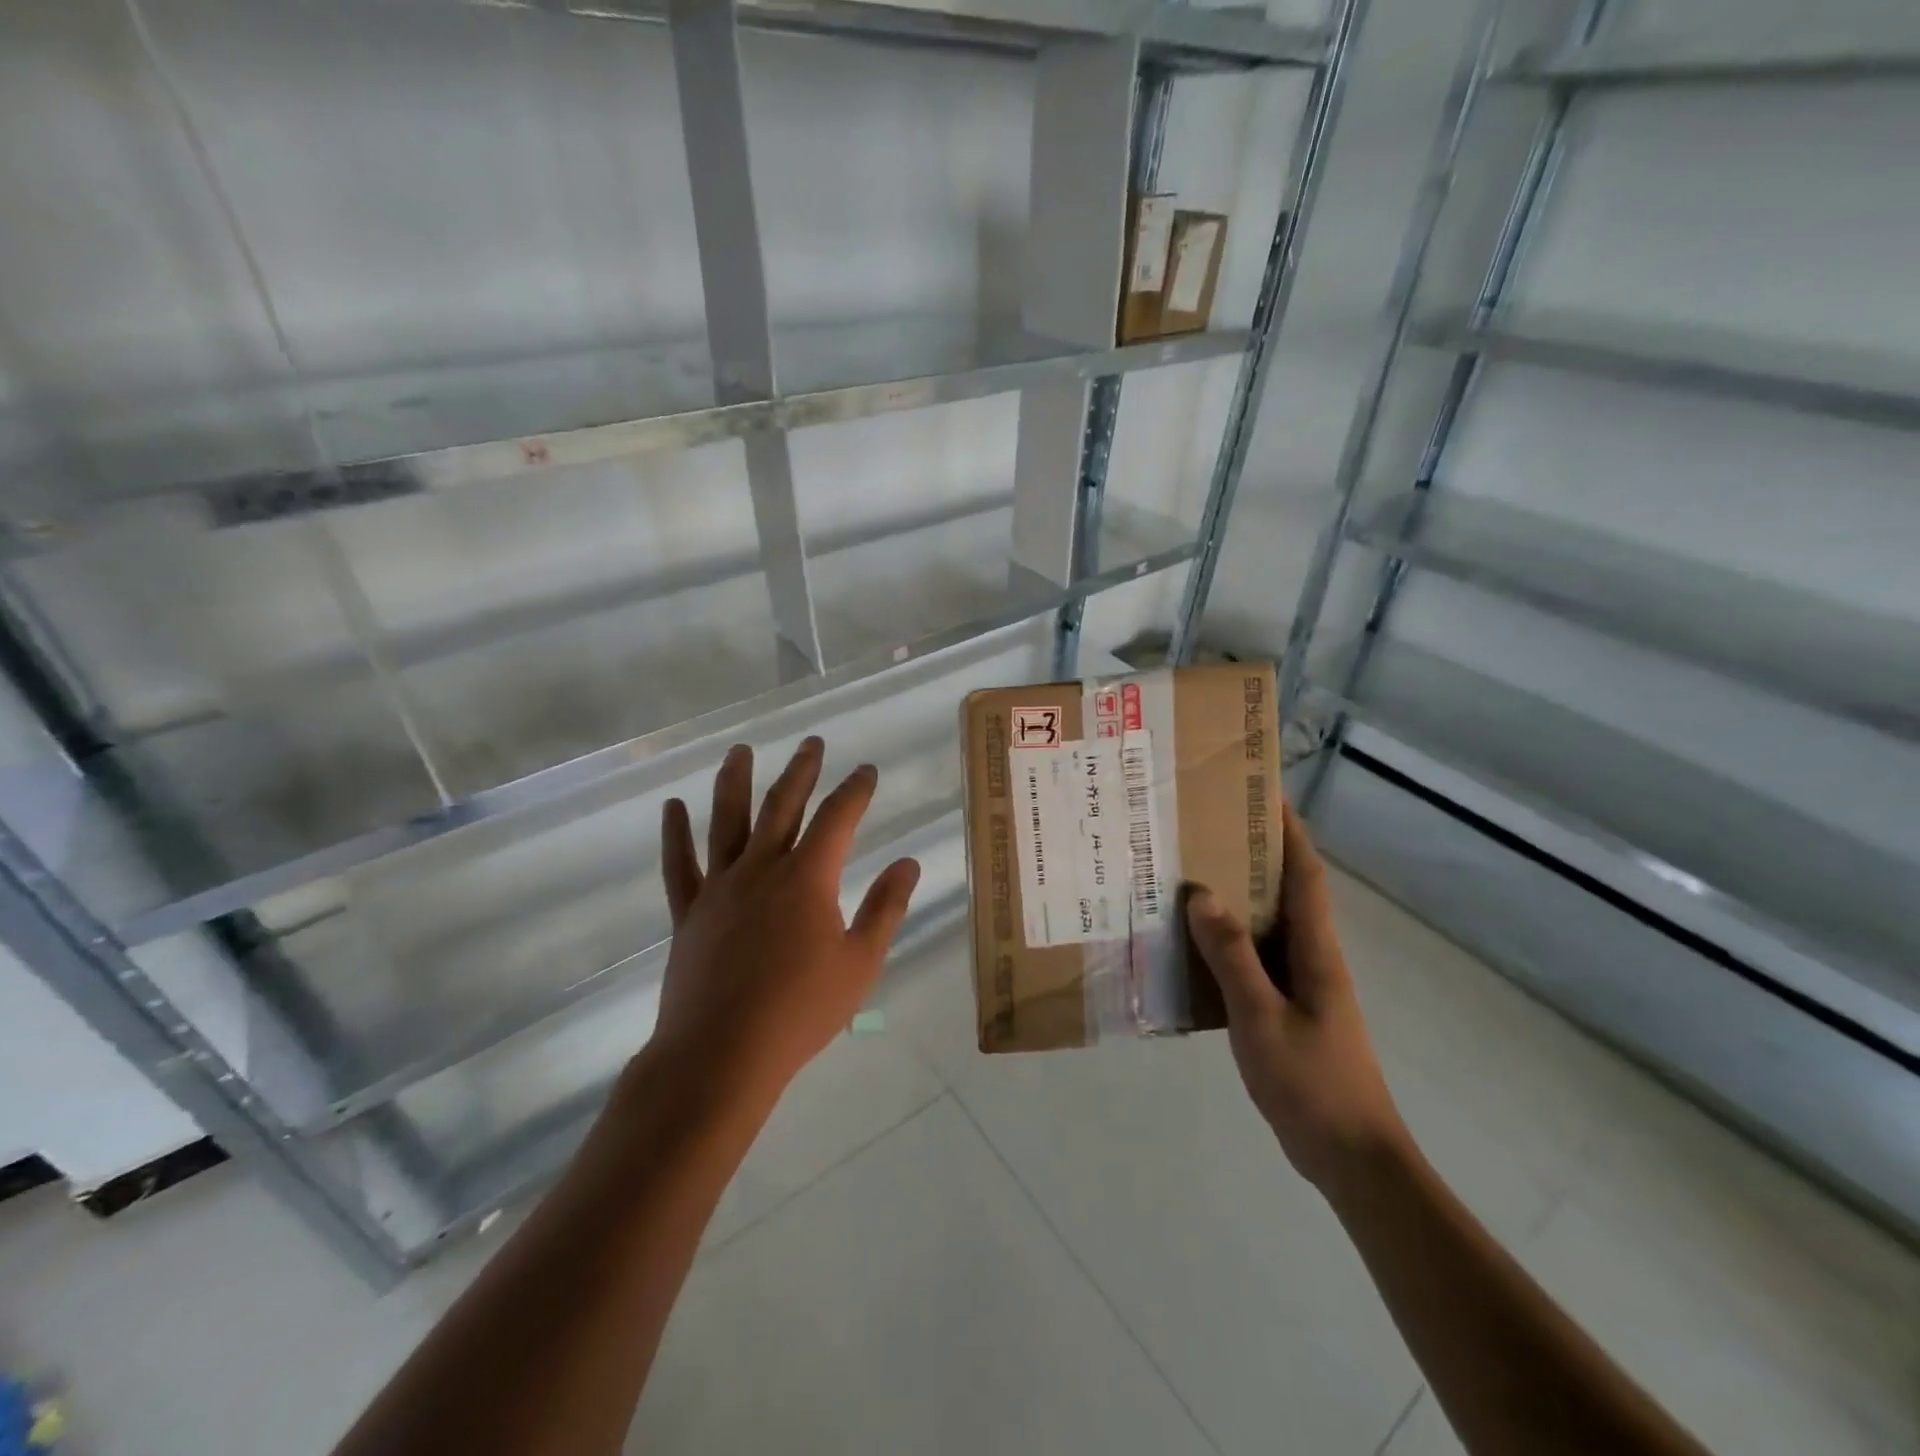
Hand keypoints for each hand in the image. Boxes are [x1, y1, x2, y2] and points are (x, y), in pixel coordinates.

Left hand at [643, 737, 920, 1111]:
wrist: (721, 1055)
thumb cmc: (800, 1012)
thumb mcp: (860, 963)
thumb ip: (885, 908)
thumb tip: (907, 863)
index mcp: (807, 878)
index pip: (837, 818)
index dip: (855, 790)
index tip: (866, 770)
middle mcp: (762, 869)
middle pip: (782, 806)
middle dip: (801, 771)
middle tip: (811, 742)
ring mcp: (719, 888)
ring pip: (726, 822)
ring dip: (734, 782)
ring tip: (740, 751)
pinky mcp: (688, 912)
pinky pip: (678, 865)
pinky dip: (675, 834)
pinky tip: (672, 806)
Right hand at [1186, 800, 1407, 1194]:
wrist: (1352, 1158)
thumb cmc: (1311, 1083)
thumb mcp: (1260, 1017)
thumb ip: (1232, 956)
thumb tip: (1202, 894)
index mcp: (1316, 951)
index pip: (1306, 875)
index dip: (1290, 832)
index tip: (1265, 795)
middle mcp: (1313, 958)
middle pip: (1288, 892)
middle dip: (1257, 855)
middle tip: (1208, 831)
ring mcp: (1303, 987)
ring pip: (1269, 926)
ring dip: (1239, 897)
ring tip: (1192, 876)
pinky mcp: (1289, 1011)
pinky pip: (1256, 960)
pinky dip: (1230, 941)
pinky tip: (1195, 946)